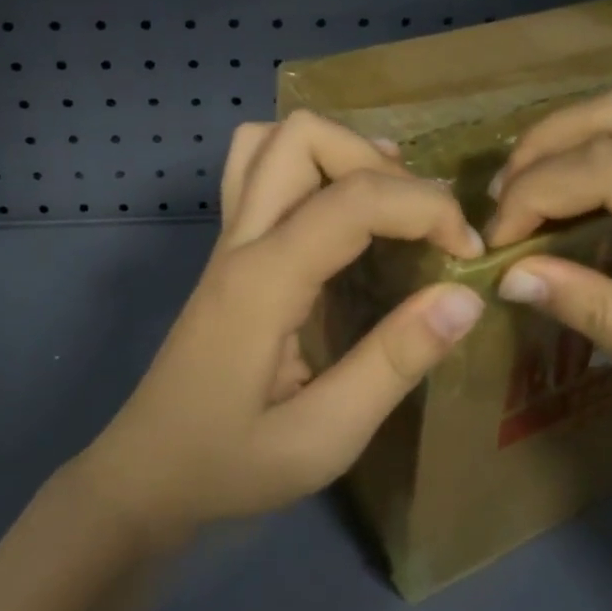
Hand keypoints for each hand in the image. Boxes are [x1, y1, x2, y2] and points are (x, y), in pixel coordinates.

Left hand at [77, 111, 486, 545]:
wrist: (145, 474)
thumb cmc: (230, 465)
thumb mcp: (323, 437)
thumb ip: (394, 363)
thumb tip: (464, 296)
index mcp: (264, 281)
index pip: (353, 198)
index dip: (424, 208)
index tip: (466, 252)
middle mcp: (242, 240)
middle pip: (303, 136)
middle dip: (377, 162)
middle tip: (419, 221)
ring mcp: (229, 237)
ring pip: (273, 139)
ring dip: (339, 152)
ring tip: (385, 201)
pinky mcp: (229, 247)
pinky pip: (260, 167)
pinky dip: (310, 163)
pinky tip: (341, 211)